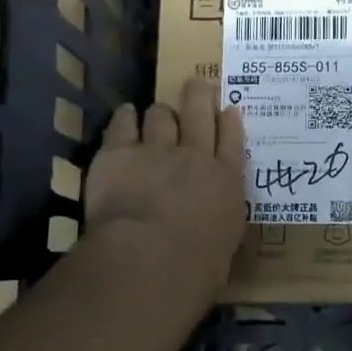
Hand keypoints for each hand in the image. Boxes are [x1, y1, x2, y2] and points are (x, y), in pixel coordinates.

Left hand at [85, 77, 246, 298]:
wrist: (152, 258)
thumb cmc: (197, 267)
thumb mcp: (225, 245)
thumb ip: (219, 223)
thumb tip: (213, 225)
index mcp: (227, 182)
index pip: (233, 141)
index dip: (230, 120)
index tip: (228, 108)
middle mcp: (195, 157)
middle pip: (199, 113)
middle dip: (199, 95)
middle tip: (196, 83)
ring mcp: (156, 150)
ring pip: (160, 115)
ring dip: (159, 114)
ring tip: (155, 113)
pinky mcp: (119, 153)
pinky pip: (123, 124)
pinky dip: (126, 117)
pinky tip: (126, 114)